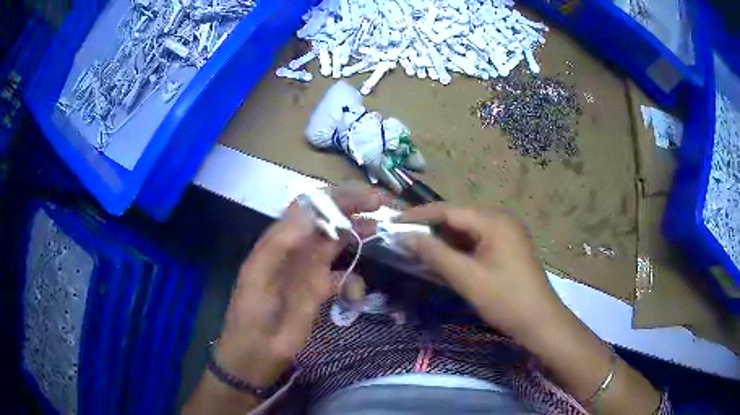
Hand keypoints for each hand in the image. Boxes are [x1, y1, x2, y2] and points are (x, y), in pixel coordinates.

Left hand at [216, 185, 385, 387]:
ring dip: (355, 236)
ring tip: (378, 231)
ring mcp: (305, 271)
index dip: (337, 197)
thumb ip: (281, 247)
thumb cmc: (252, 323)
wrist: (252, 359)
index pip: (308, 207)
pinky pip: (338, 276)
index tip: (367, 198)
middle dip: (352, 209)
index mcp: (276, 244)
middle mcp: (292, 251)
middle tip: (382, 206)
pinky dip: (351, 281)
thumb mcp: (260, 282)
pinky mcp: (314, 291)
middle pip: (325, 221)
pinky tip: (355, 295)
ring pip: (334, 244)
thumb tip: (308, 213)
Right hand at [400, 203, 565, 338]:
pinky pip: (476, 243)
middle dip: (430, 228)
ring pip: (466, 232)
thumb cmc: (505, 299)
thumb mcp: (467, 278)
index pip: (449, 210)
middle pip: (458, 218)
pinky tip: (442, 259)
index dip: (419, 215)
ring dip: (443, 241)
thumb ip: (435, 254)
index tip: (394, 222)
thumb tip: (406, 237)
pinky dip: (458, 250)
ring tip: (417, 249)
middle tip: (403, 239)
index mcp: (493, 221)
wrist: (540, 322)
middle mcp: (500, 220)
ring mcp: (505, 235)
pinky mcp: (506, 249)